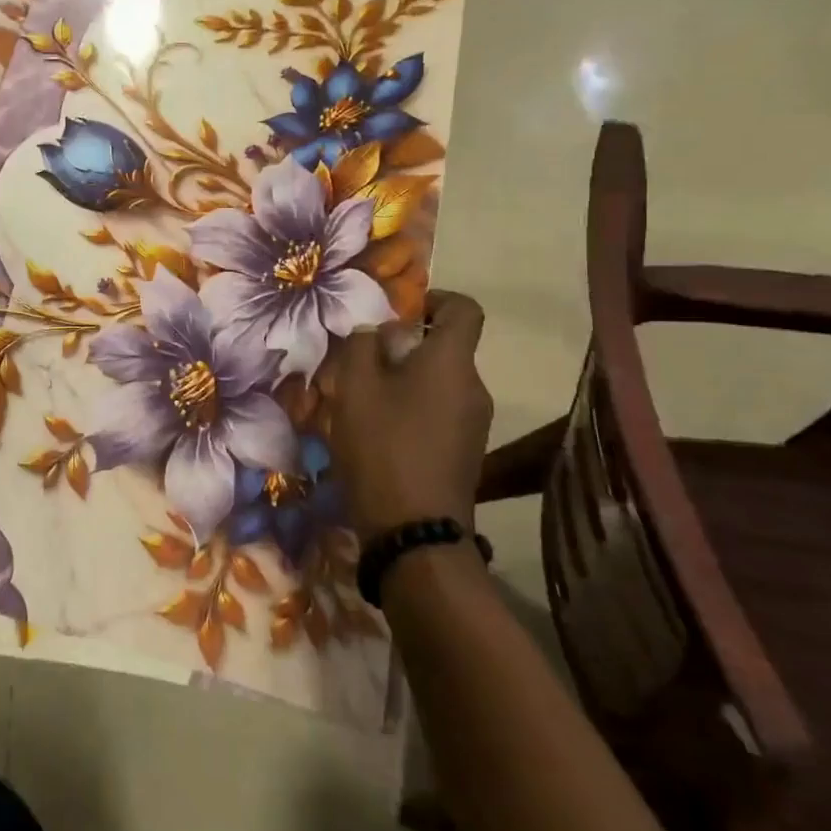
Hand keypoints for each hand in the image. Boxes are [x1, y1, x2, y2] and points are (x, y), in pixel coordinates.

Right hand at [320, 291, 493, 538]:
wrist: (415, 531)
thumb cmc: (383, 446)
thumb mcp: (355, 388)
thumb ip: (360, 346)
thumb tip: (372, 331)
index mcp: (452, 362)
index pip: (465, 309)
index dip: (435, 299)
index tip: (399, 313)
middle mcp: (474, 387)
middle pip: (446, 348)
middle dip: (404, 347)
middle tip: (362, 362)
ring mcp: (475, 424)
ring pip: (439, 383)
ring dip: (404, 381)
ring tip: (363, 400)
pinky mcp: (466, 452)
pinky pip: (440, 412)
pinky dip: (412, 410)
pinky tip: (378, 432)